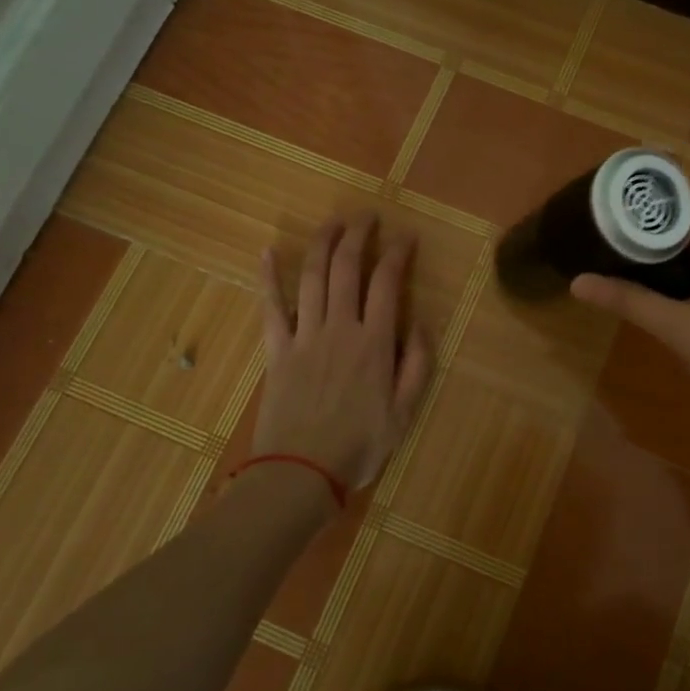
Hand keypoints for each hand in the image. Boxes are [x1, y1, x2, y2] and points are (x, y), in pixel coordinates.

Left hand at [254, 212, 432, 496]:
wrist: (300, 473)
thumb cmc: (359, 446)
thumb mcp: (405, 412)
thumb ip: (418, 365)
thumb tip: (423, 323)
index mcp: (374, 342)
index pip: (387, 283)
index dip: (397, 253)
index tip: (406, 236)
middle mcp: (340, 327)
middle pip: (346, 268)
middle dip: (358, 235)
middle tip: (367, 216)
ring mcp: (304, 335)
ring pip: (312, 276)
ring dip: (323, 243)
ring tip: (333, 222)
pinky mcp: (277, 349)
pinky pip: (270, 306)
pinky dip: (267, 277)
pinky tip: (267, 251)